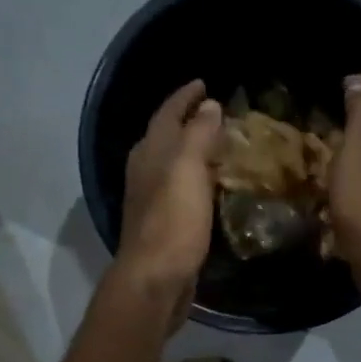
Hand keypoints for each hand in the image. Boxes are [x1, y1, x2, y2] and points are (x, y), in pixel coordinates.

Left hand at [116, 80, 224, 306]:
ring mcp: (150, 199)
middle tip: (214, 111)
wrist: (155, 278)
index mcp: (149, 153)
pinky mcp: (162, 224)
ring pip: (170, 163)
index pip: (167, 113)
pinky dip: (194, 178)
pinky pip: (179, 189)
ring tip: (216, 144)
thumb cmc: (173, 221)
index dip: (185, 97)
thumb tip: (208, 105)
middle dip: (186, 120)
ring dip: (190, 149)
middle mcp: (144, 171)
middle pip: (164, 136)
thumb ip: (198, 134)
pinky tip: (208, 187)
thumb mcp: (188, 168)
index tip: (204, 83)